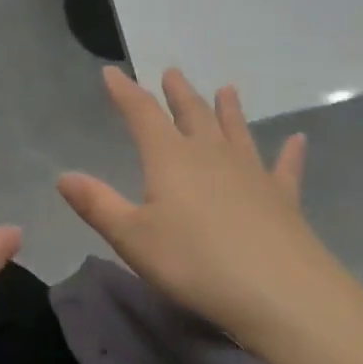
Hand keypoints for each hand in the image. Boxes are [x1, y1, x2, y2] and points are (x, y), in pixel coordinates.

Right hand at [57, 67, 335, 345]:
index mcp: (170, 158)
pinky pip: (284, 167)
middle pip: (192, 114)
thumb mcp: (132, 238)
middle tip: (173, 72)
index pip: (142, 114)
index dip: (125, 92)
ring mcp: (251, 172)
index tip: (112, 72)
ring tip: (226, 89)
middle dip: (178, 93)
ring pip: (236, 131)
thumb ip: (98, 204)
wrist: (277, 291)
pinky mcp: (282, 197)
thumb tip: (64, 176)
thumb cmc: (193, 262)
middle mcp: (211, 154)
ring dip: (228, 110)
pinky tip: (298, 140)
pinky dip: (290, 153)